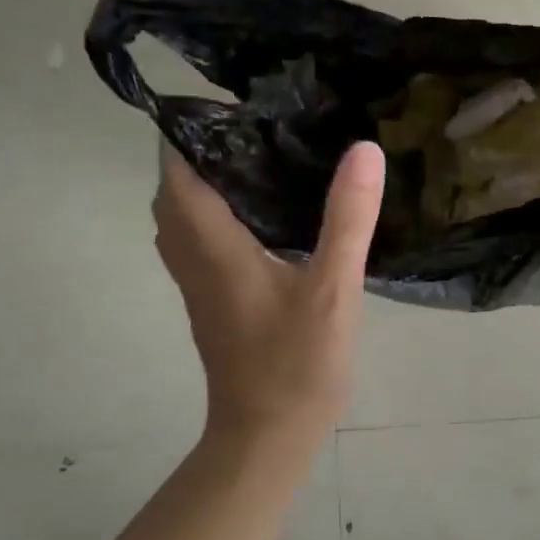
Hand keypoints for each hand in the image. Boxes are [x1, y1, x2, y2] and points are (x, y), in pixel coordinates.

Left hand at [153, 140, 384, 442]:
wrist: (269, 434)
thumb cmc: (296, 362)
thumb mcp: (332, 287)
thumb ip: (347, 218)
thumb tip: (363, 149)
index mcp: (212, 245)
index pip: (179, 169)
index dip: (196, 130)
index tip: (240, 104)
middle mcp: (192, 257)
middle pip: (176, 189)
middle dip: (205, 153)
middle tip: (260, 128)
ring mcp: (198, 283)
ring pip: (184, 217)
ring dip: (209, 185)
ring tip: (263, 160)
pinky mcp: (212, 301)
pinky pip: (200, 241)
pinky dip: (218, 215)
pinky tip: (266, 215)